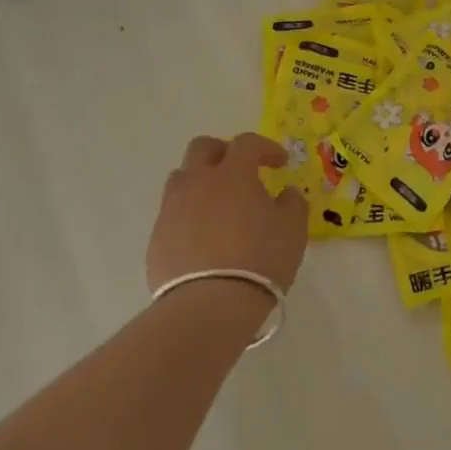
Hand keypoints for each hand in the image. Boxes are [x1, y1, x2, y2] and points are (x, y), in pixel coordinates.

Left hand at [147, 134, 307, 294]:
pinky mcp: (157, 238)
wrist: (209, 306)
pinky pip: (173, 214)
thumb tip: (284, 193)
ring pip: (182, 178)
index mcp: (232, 173)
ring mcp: (172, 209)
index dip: (266, 147)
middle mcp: (198, 182)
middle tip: (240, 170)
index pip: (247, 143)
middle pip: (202, 148)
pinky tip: (203, 238)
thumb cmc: (259, 259)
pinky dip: (189, 216)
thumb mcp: (293, 228)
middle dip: (223, 152)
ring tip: (218, 205)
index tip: (280, 163)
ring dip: (201, 182)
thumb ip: (291, 202)